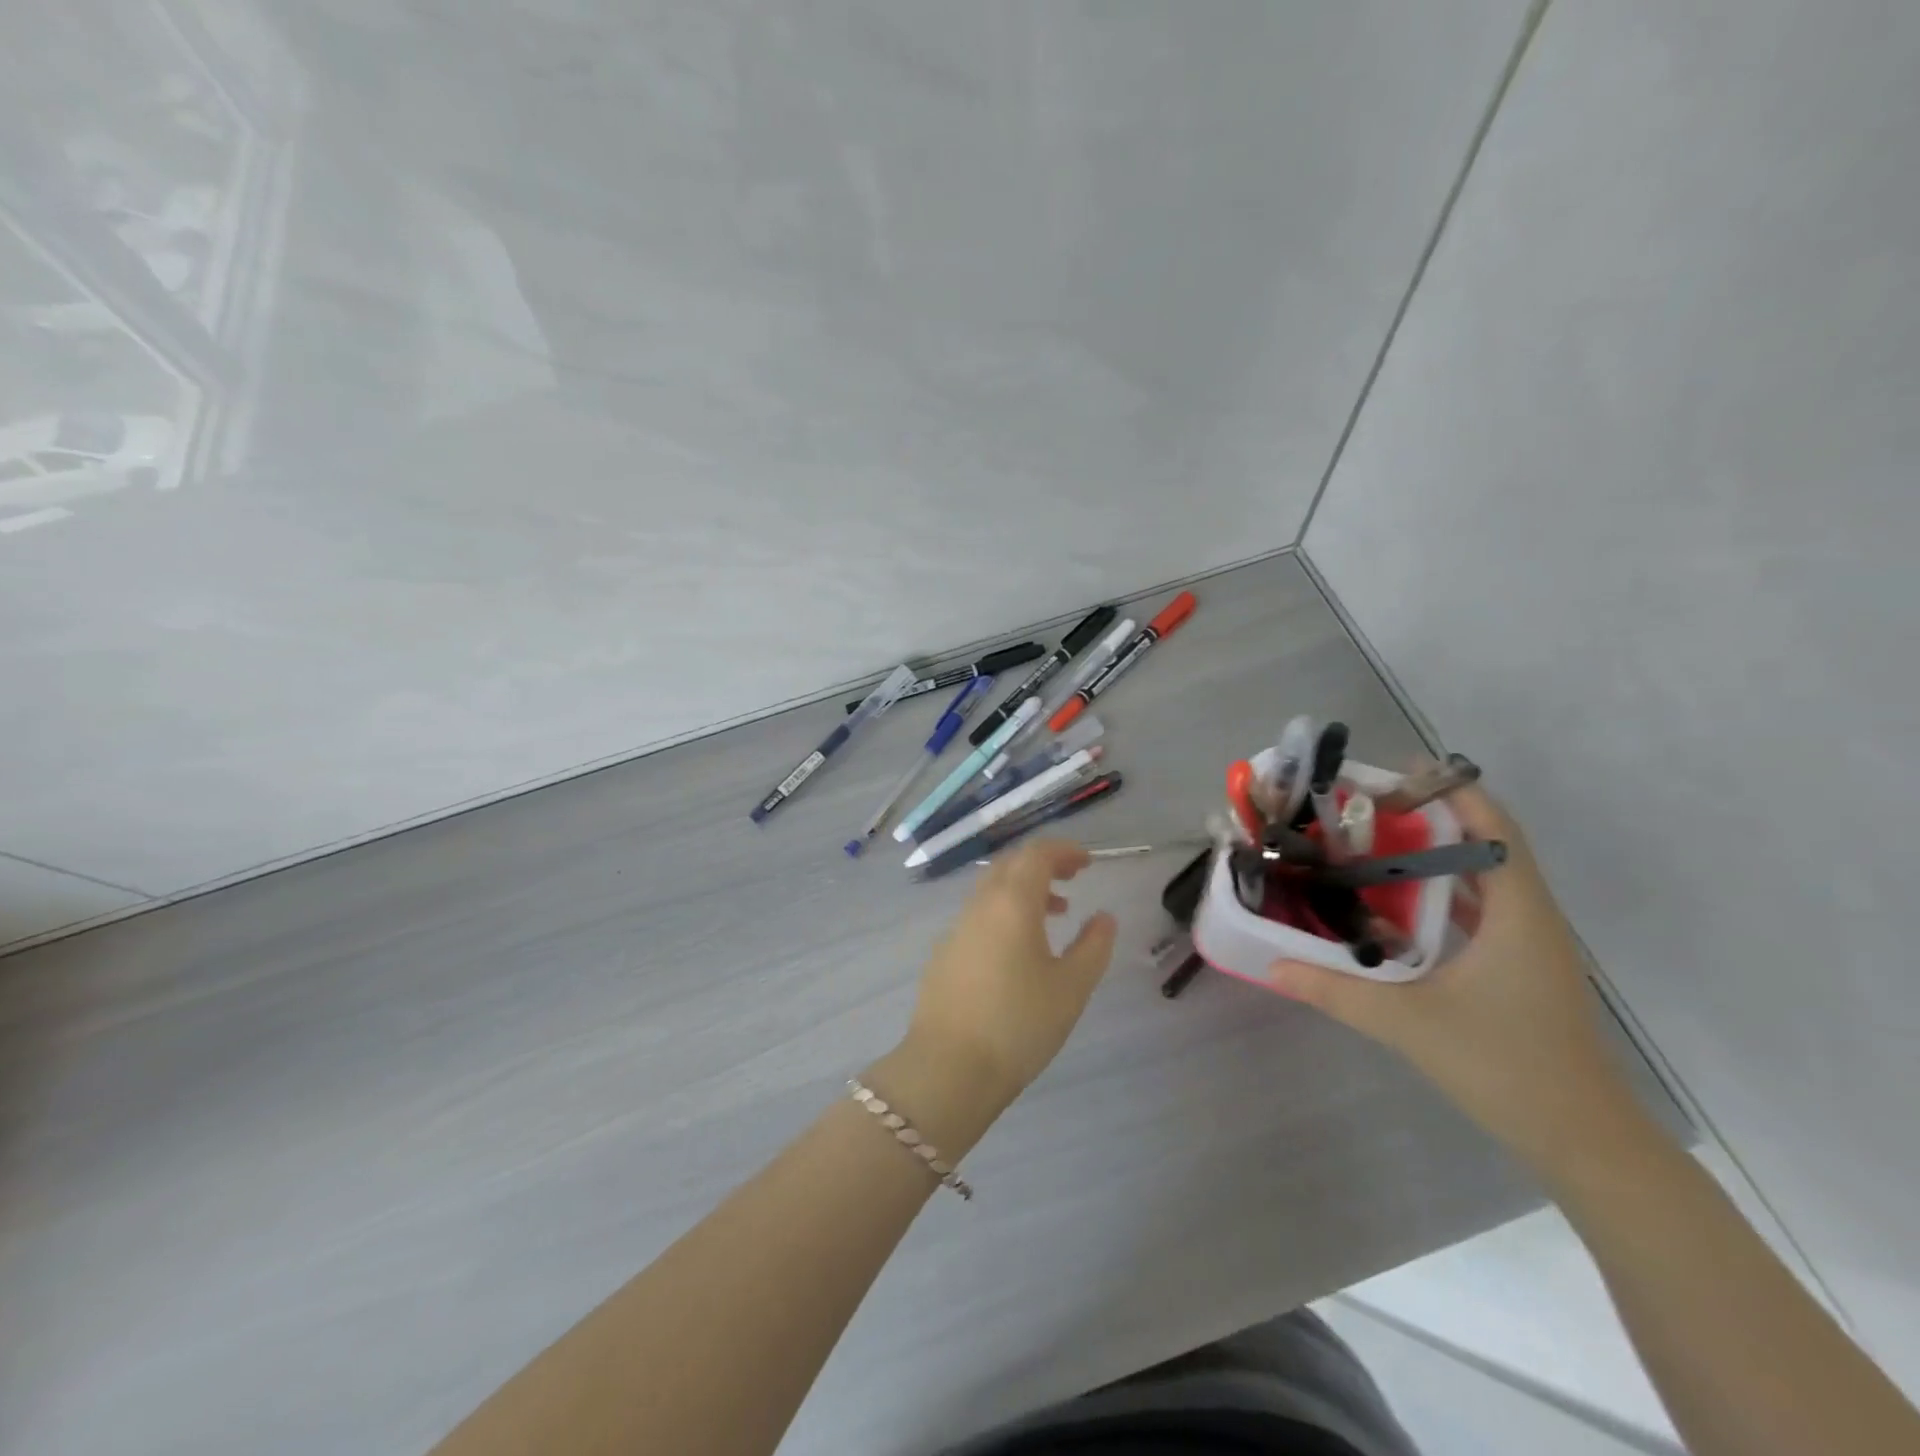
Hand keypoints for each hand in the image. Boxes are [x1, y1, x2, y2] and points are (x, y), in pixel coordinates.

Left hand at [900, 839, 1116, 1116]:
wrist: (948, 1068)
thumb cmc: (1019, 1024)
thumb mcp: (1071, 988)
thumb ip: (1093, 946)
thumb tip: (1103, 917)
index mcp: (1012, 902)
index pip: (1036, 854)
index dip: (1064, 851)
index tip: (1088, 862)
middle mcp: (980, 905)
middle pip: (1010, 865)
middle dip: (1043, 863)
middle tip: (1073, 878)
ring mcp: (956, 929)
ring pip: (992, 890)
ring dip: (1024, 890)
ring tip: (1055, 913)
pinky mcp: (943, 954)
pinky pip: (978, 915)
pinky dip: (1004, 913)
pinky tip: (1019, 949)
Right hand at [1267, 784, 1645, 1171]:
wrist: (1584, 1141)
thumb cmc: (1507, 1069)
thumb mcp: (1409, 1025)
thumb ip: (1336, 992)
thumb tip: (1273, 964)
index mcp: (1519, 915)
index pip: (1495, 829)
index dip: (1454, 791)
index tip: (1398, 773)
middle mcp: (1531, 918)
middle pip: (1488, 844)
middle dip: (1432, 816)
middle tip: (1367, 806)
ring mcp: (1530, 944)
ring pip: (1486, 877)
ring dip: (1437, 853)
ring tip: (1374, 842)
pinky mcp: (1521, 967)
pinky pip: (1482, 908)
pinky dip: (1443, 891)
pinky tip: (1398, 902)